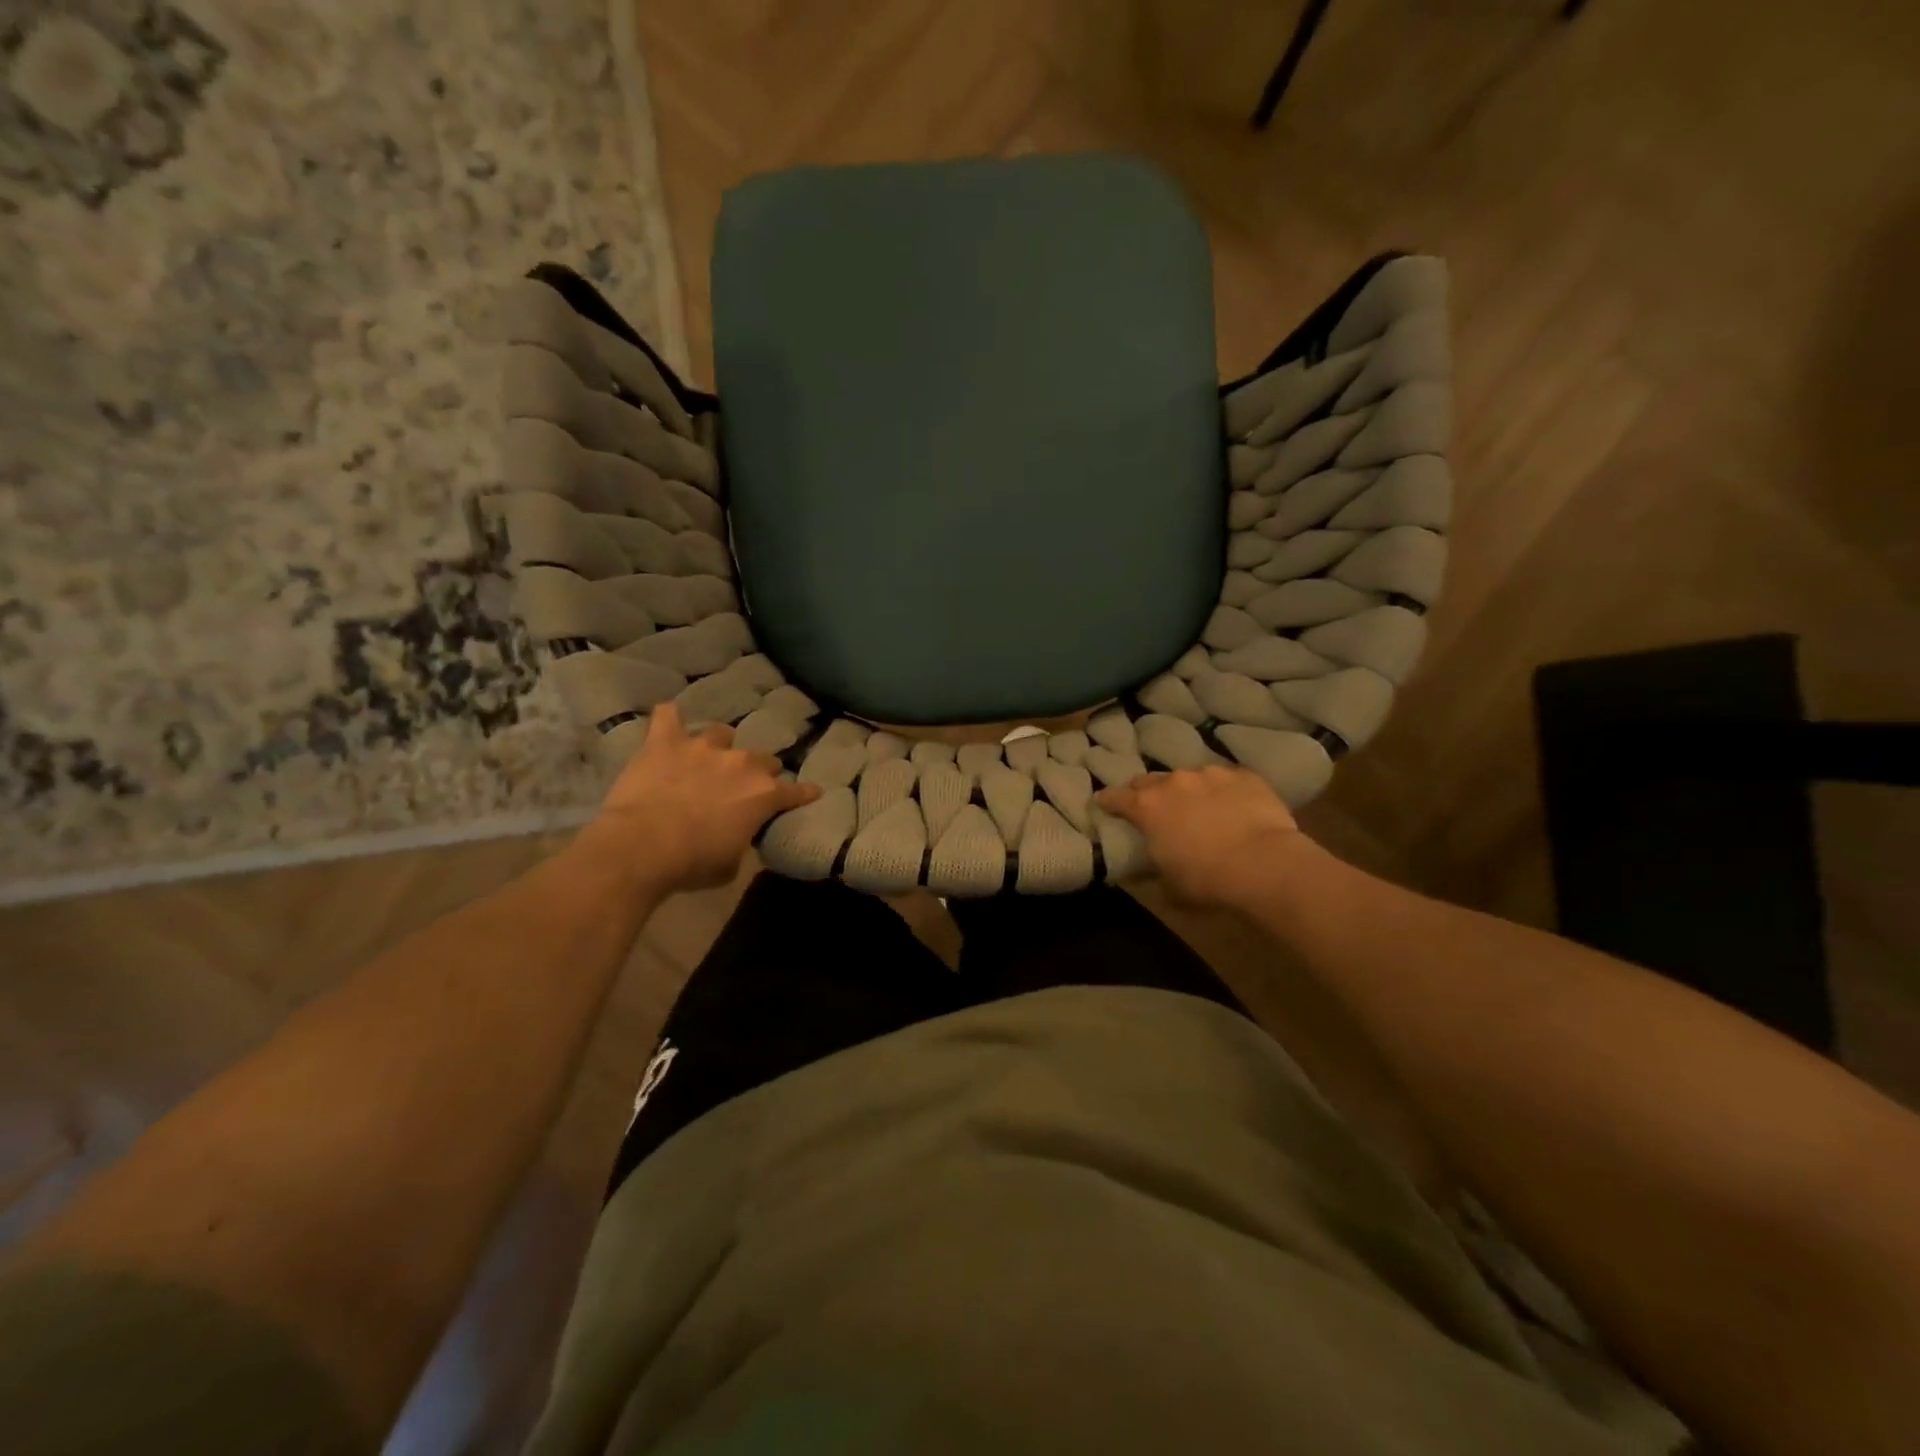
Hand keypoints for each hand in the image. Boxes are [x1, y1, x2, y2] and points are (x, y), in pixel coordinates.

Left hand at [583, 703, 819, 894]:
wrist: (642, 846)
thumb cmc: (692, 863)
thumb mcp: (731, 864)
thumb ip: (742, 840)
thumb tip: (737, 834)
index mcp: (763, 795)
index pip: (795, 791)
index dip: (804, 793)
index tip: (812, 791)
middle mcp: (740, 763)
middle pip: (762, 758)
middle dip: (758, 770)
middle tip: (745, 784)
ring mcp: (703, 747)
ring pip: (721, 734)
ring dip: (719, 746)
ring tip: (709, 756)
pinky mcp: (665, 742)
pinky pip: (668, 716)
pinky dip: (670, 719)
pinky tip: (668, 720)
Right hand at [1096, 766, 1311, 909]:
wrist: (1264, 864)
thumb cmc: (1207, 880)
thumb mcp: (1169, 886)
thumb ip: (1155, 869)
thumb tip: (1152, 869)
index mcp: (1148, 807)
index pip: (1115, 797)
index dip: (1107, 801)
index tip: (1103, 803)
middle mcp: (1174, 782)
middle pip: (1150, 781)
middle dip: (1146, 793)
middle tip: (1153, 808)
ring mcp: (1210, 774)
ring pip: (1190, 777)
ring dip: (1188, 791)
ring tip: (1200, 809)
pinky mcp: (1244, 775)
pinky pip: (1226, 780)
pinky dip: (1223, 791)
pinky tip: (1234, 807)